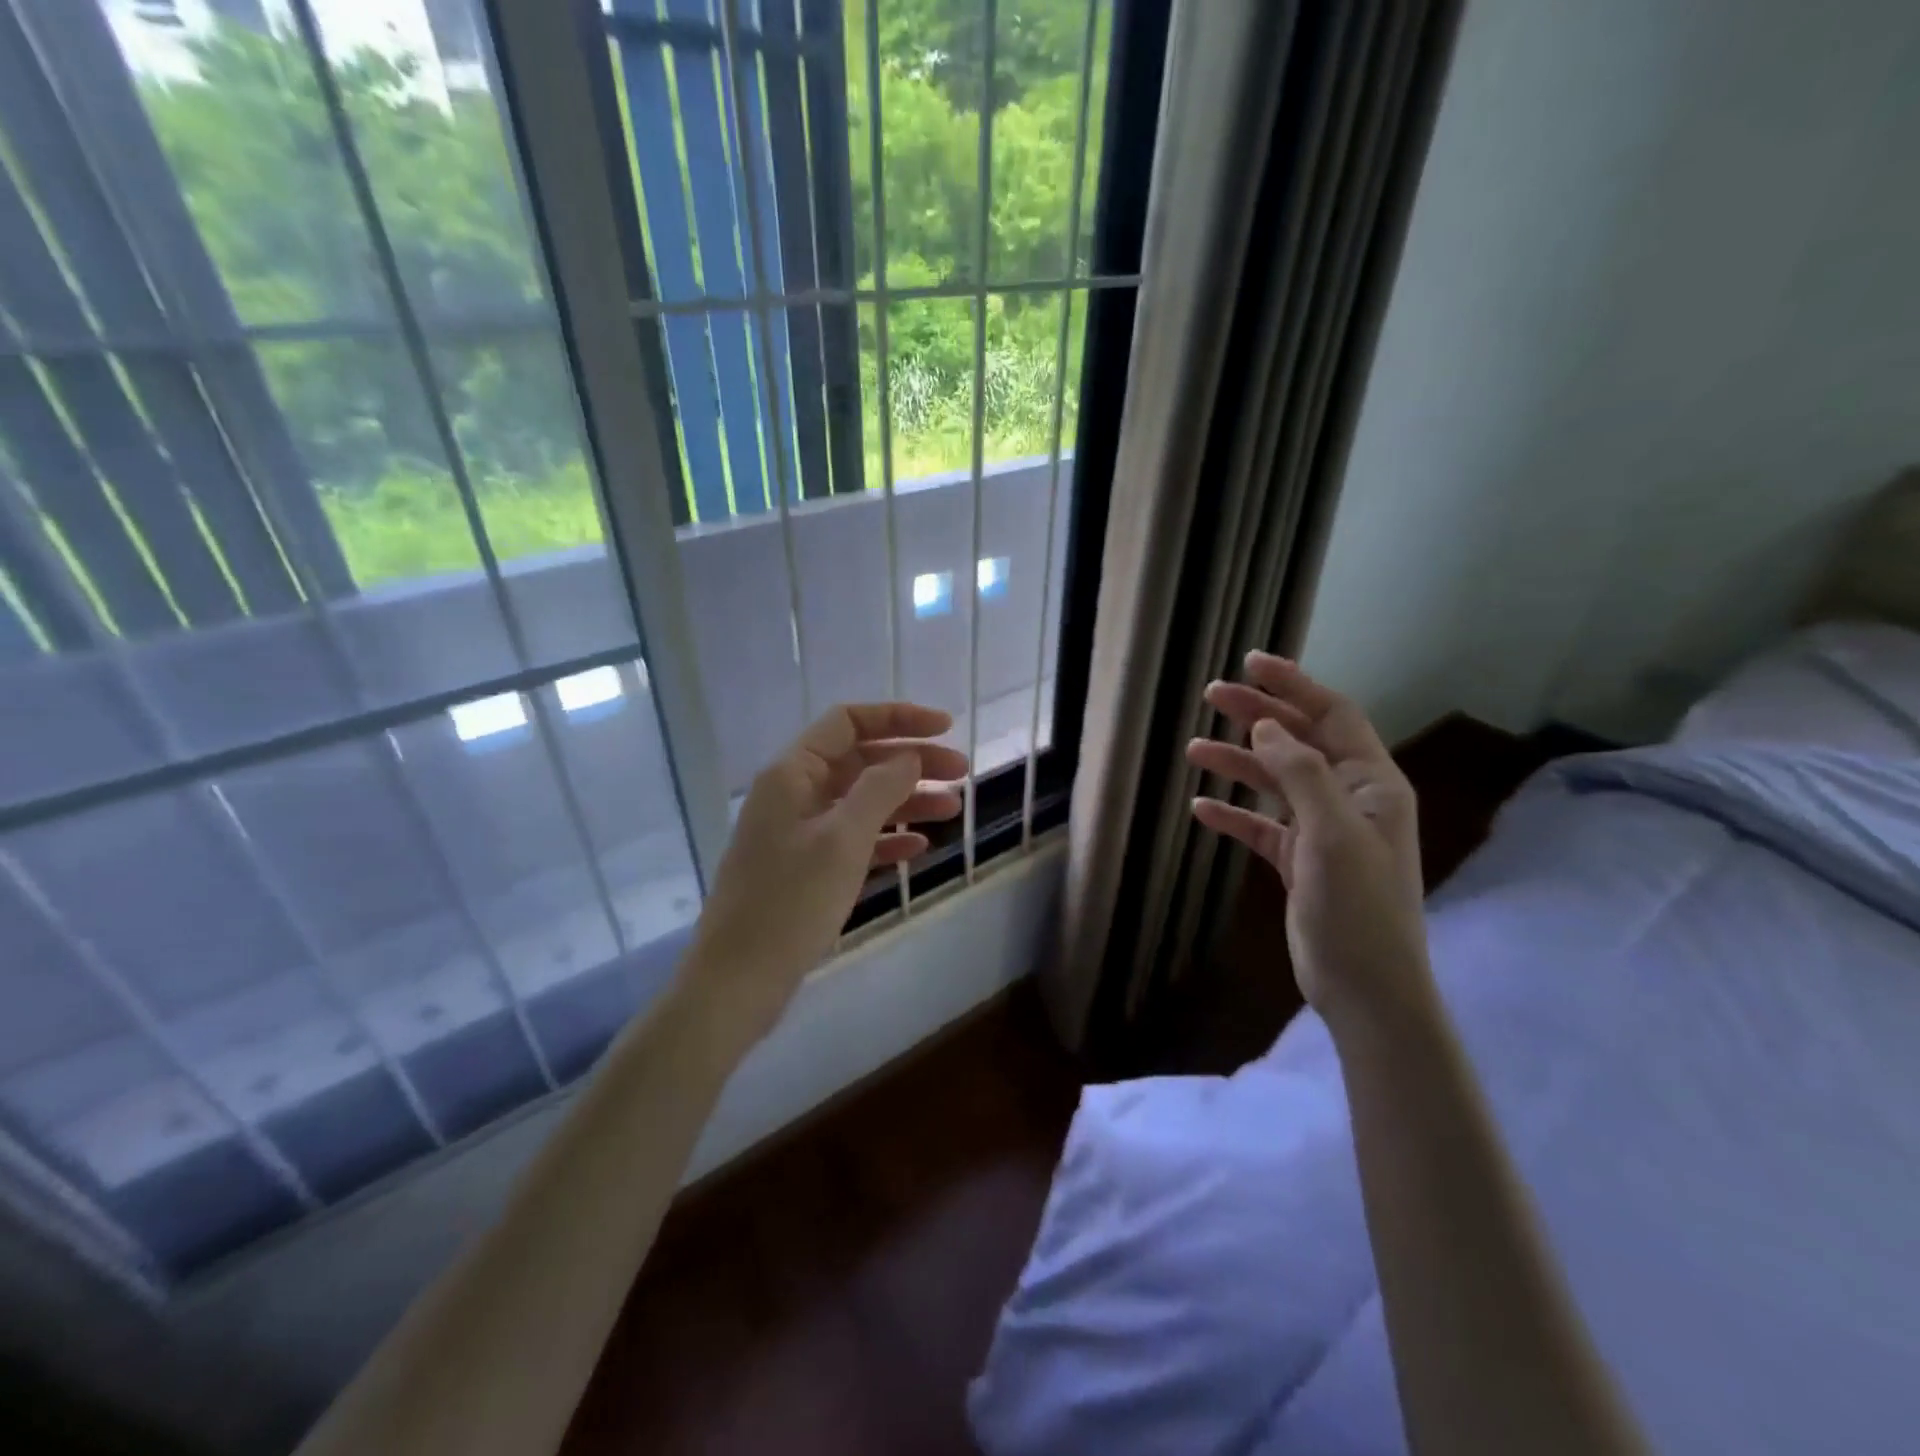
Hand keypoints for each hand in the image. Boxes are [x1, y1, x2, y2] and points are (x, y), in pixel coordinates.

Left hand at [686, 703, 966, 1043]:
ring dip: (906, 801)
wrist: (738, 981)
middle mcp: (794, 794)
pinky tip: (918, 847)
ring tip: (952, 809)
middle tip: (961, 772)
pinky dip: (886, 838)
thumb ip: (879, 789)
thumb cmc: (789, 903)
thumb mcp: (842, 840)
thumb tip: (908, 757)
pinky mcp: (805, 869)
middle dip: (910, 762)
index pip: (848, 723)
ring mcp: (798, 833)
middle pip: (859, 761)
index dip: (898, 717)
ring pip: (860, 801)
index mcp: (792, 774)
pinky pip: (853, 839)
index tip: (945, 727)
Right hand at [1186, 653, 1427, 1025]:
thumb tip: (1266, 726)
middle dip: (1257, 717)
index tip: (1251, 663)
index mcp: (1371, 783)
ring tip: (1193, 749)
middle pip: (1298, 741)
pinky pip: (1261, 826)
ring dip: (1237, 764)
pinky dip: (1233, 814)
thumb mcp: (1332, 832)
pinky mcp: (1299, 861)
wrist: (1365, 986)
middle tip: (1212, 696)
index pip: (1332, 715)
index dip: (1294, 685)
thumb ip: (1301, 773)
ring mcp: (1323, 831)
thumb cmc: (1358, 906)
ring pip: (1274, 782)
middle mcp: (1349, 798)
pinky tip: (1201, 808)